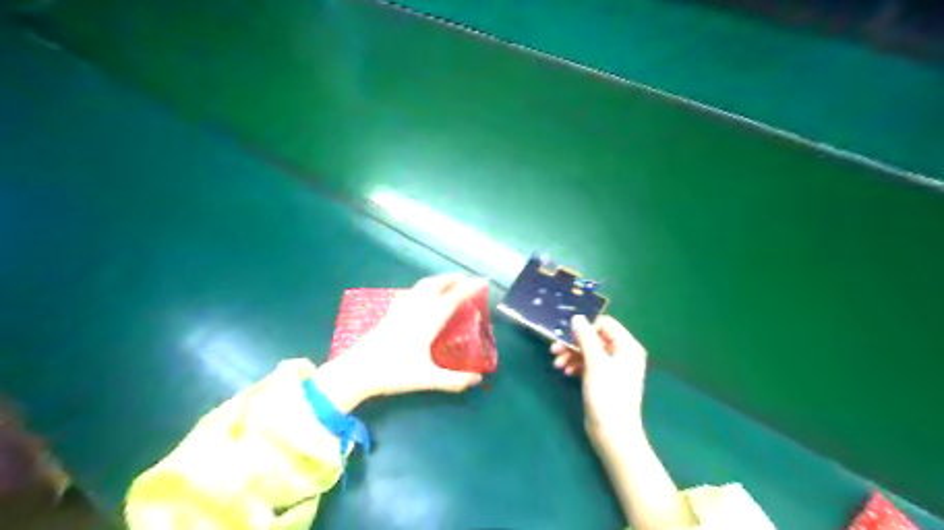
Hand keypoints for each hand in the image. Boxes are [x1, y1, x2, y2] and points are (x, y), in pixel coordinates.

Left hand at [320, 273, 489, 410]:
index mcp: (427, 322)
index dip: (468, 289)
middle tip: (465, 279)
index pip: (452, 299)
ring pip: (420, 287)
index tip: (482, 281)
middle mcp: (414, 310)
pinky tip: (417, 296)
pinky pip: (407, 294)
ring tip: (446, 283)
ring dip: (436, 281)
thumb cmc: (393, 373)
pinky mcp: (389, 314)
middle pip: (435, 286)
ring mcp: (399, 310)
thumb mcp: (427, 379)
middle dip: (451, 279)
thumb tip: (478, 380)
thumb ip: (454, 380)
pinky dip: (419, 290)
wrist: (356, 371)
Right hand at [546, 314, 649, 438]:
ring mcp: (612, 368)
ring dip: (571, 354)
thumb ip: (585, 338)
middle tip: (554, 348)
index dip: (585, 326)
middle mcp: (622, 354)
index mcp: (627, 346)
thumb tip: (577, 317)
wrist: (612, 434)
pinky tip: (565, 371)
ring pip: (588, 351)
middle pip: (594, 338)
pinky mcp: (603, 380)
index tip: (565, 333)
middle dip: (573, 343)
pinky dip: (575, 365)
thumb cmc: (607, 395)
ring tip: (556, 363)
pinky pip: (588, 364)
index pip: (605, 324)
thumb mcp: (595, 363)